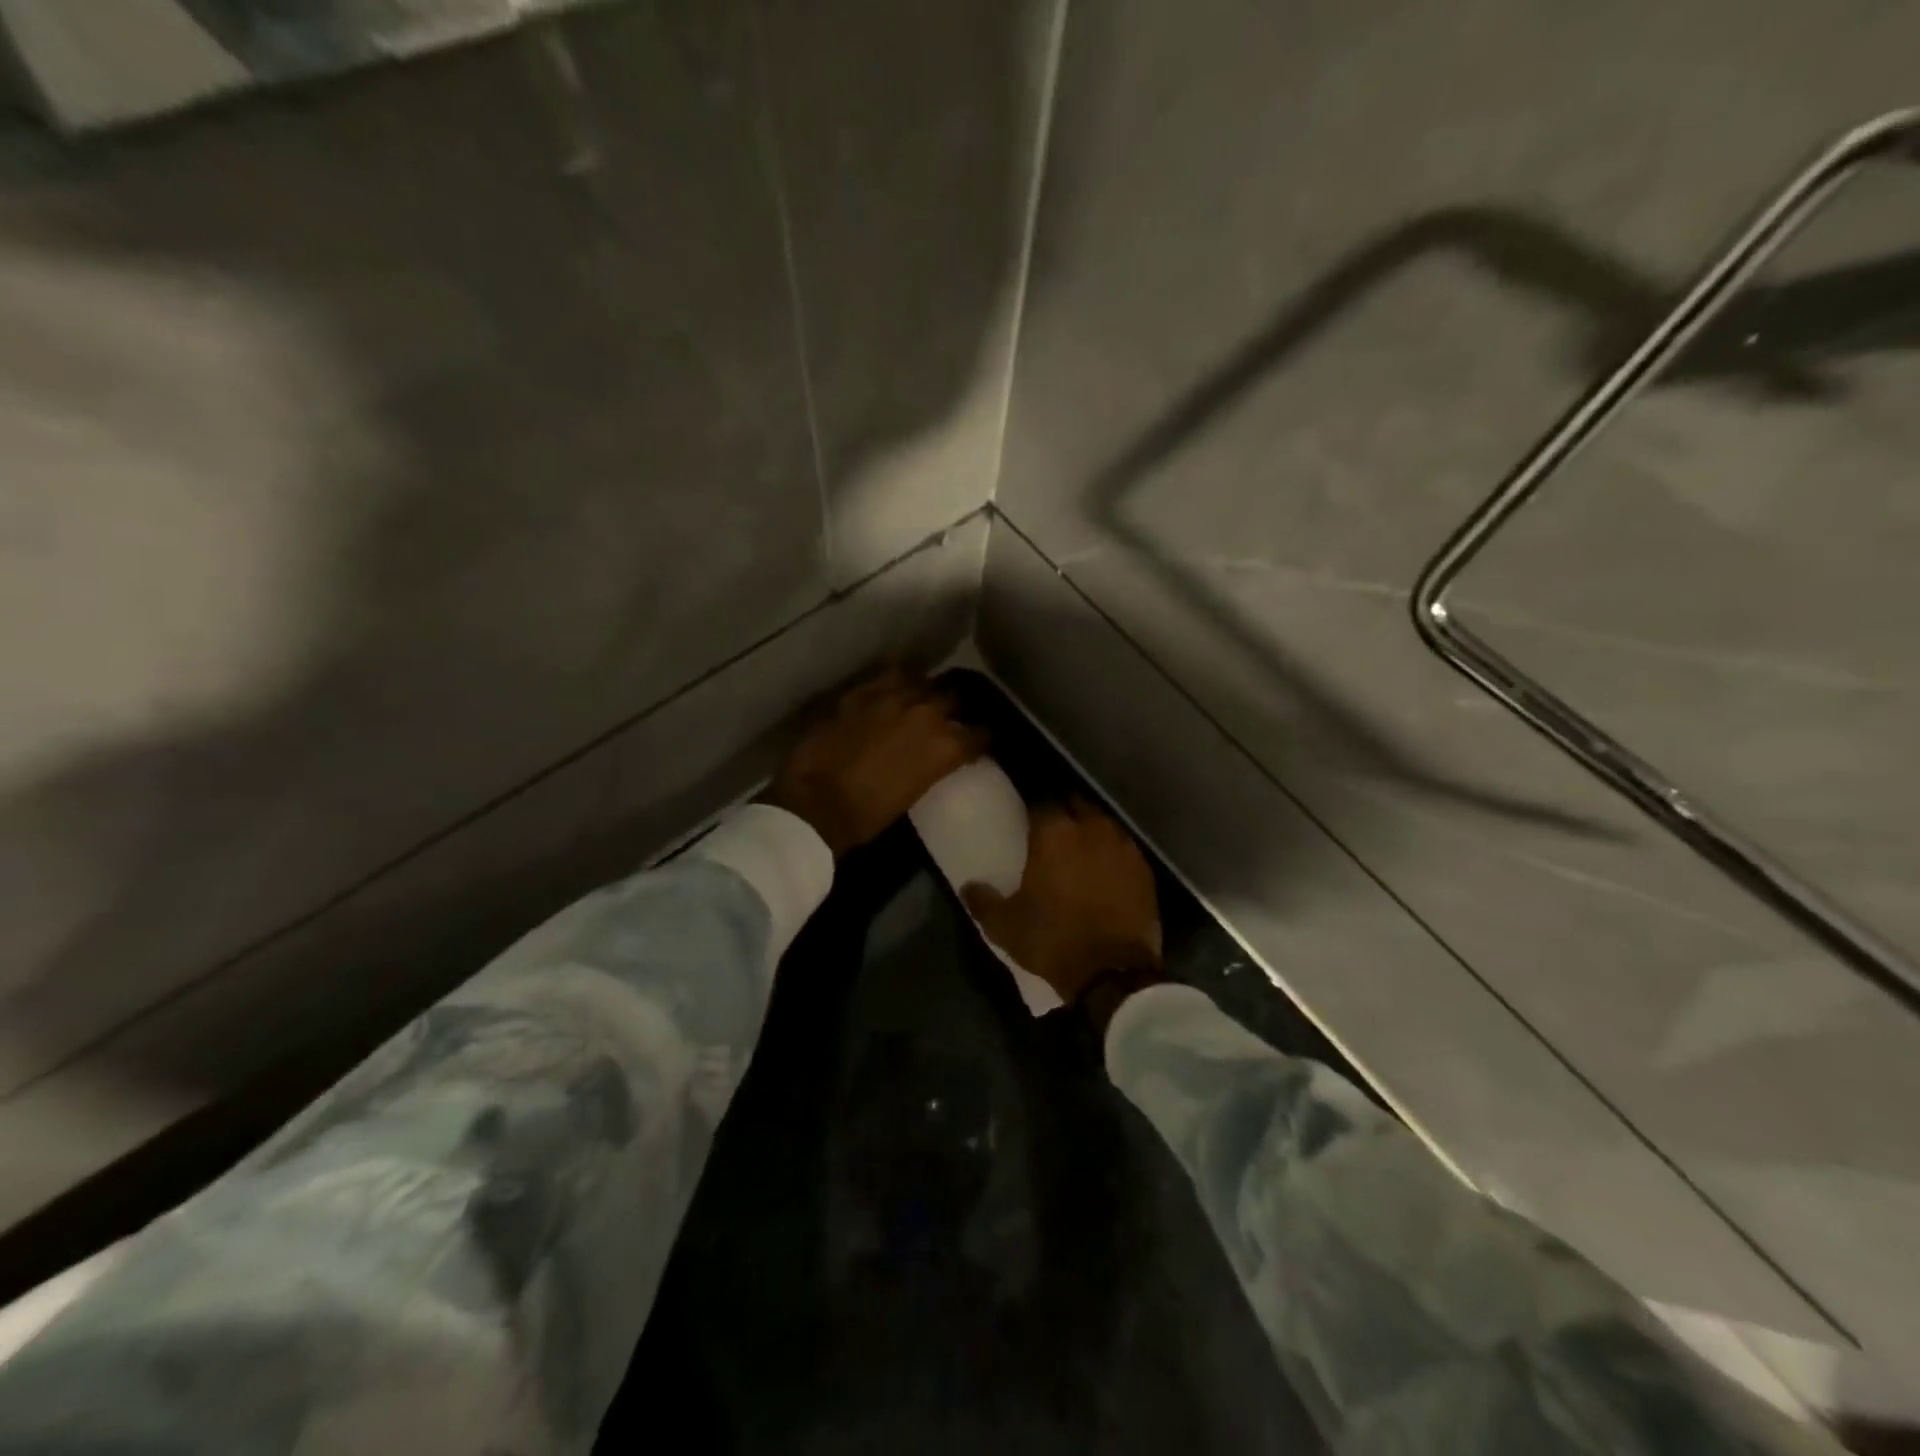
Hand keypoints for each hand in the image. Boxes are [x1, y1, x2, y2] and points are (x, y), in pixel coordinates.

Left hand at [766, 666, 985, 855]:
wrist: (815, 804)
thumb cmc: (867, 816)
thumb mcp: (914, 793)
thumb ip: (931, 766)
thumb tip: (933, 757)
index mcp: (945, 747)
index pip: (979, 734)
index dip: (980, 738)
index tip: (978, 741)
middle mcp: (926, 714)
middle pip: (954, 698)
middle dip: (956, 708)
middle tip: (951, 717)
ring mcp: (892, 697)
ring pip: (923, 680)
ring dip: (926, 690)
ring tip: (923, 697)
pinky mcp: (860, 692)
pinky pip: (887, 676)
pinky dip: (895, 683)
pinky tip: (894, 689)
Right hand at [961, 799, 1161, 1003]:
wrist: (1113, 973)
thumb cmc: (1053, 941)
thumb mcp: (1004, 926)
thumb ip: (983, 901)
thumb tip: (968, 886)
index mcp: (1054, 833)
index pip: (1041, 801)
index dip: (1033, 808)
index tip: (1027, 818)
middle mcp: (1091, 828)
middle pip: (1076, 804)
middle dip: (1064, 811)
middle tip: (1053, 829)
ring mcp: (1123, 846)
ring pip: (1103, 823)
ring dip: (1090, 829)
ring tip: (1080, 847)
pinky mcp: (1144, 869)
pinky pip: (1124, 849)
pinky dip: (1112, 853)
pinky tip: (1106, 869)